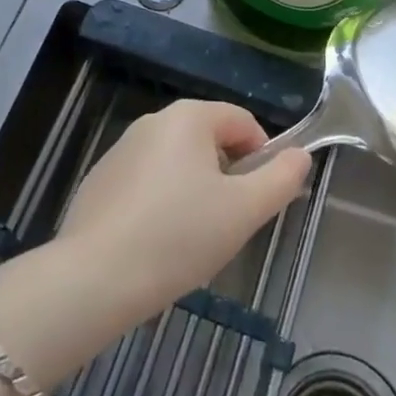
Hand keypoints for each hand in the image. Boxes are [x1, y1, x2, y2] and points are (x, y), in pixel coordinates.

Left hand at [57, 100, 310, 320]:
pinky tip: (157, 244)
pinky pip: (147, 182)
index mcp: (189, 117)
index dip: (263, 156)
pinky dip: (162, 203)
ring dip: (195, 190)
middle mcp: (153, 121)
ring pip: (178, 163)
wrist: (94, 278)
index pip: (243, 121)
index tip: (260, 199)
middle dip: (227, 176)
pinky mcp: (100, 180)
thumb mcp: (244, 211)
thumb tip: (301, 155)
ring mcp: (121, 150)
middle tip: (229, 223)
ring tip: (192, 239)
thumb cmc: (179, 237)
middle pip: (209, 139)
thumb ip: (281, 179)